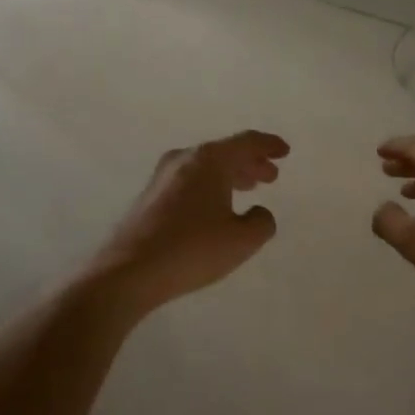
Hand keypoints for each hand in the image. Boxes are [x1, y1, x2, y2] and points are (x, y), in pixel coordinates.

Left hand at [93, 131, 288, 312]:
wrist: (129, 271)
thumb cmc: (192, 249)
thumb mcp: (243, 240)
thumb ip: (261, 222)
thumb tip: (258, 212)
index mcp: (210, 161)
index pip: (246, 142)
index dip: (268, 146)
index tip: (284, 151)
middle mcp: (185, 160)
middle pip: (225, 153)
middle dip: (250, 162)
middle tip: (270, 175)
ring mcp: (162, 177)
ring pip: (206, 167)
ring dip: (230, 175)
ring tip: (248, 187)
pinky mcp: (150, 197)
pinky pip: (190, 181)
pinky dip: (210, 186)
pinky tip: (216, 205)